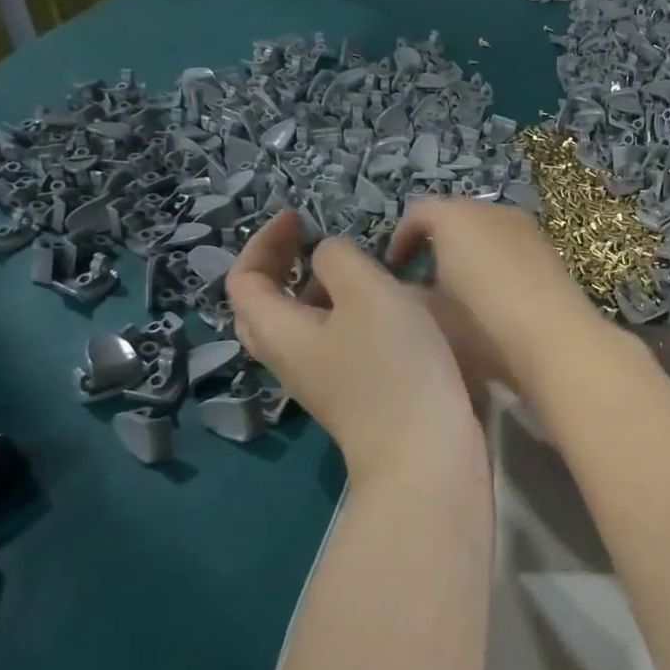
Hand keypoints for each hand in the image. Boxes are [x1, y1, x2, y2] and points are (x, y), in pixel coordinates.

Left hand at [228, 211, 480, 480]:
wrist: (425, 451)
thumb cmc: (392, 365)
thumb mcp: (366, 292)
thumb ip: (338, 258)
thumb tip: (328, 257)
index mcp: (278, 330)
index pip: (244, 279)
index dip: (263, 241)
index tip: (299, 217)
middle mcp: (288, 358)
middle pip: (263, 306)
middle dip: (281, 265)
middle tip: (312, 241)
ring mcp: (319, 380)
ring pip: (298, 325)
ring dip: (315, 289)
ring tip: (354, 268)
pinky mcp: (350, 393)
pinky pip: (329, 342)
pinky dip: (341, 313)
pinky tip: (381, 307)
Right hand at [387, 198, 614, 400]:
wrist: (555, 340)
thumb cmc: (481, 324)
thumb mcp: (432, 315)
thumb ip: (410, 296)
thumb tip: (405, 289)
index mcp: (455, 217)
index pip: (418, 213)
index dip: (400, 239)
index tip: (393, 268)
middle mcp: (492, 211)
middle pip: (456, 217)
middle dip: (437, 243)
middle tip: (423, 278)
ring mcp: (526, 229)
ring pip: (487, 232)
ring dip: (469, 253)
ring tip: (460, 290)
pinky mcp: (550, 251)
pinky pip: (511, 248)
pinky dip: (497, 263)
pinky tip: (495, 298)